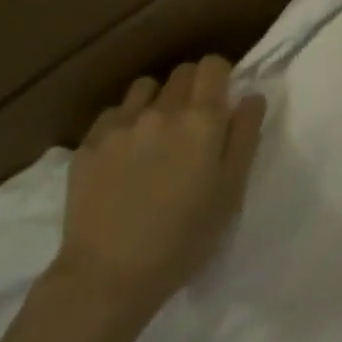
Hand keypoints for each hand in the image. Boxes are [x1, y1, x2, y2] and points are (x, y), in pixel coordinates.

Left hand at [55, 56, 266, 313]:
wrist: (108, 277)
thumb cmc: (184, 239)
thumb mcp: (231, 192)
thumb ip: (245, 136)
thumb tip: (251, 95)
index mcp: (202, 120)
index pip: (213, 65)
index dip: (220, 77)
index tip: (221, 101)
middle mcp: (162, 110)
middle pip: (182, 72)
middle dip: (192, 88)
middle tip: (193, 126)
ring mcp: (122, 123)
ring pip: (146, 87)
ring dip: (157, 101)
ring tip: (156, 136)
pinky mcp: (90, 142)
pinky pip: (115, 114)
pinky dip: (125, 124)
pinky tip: (124, 157)